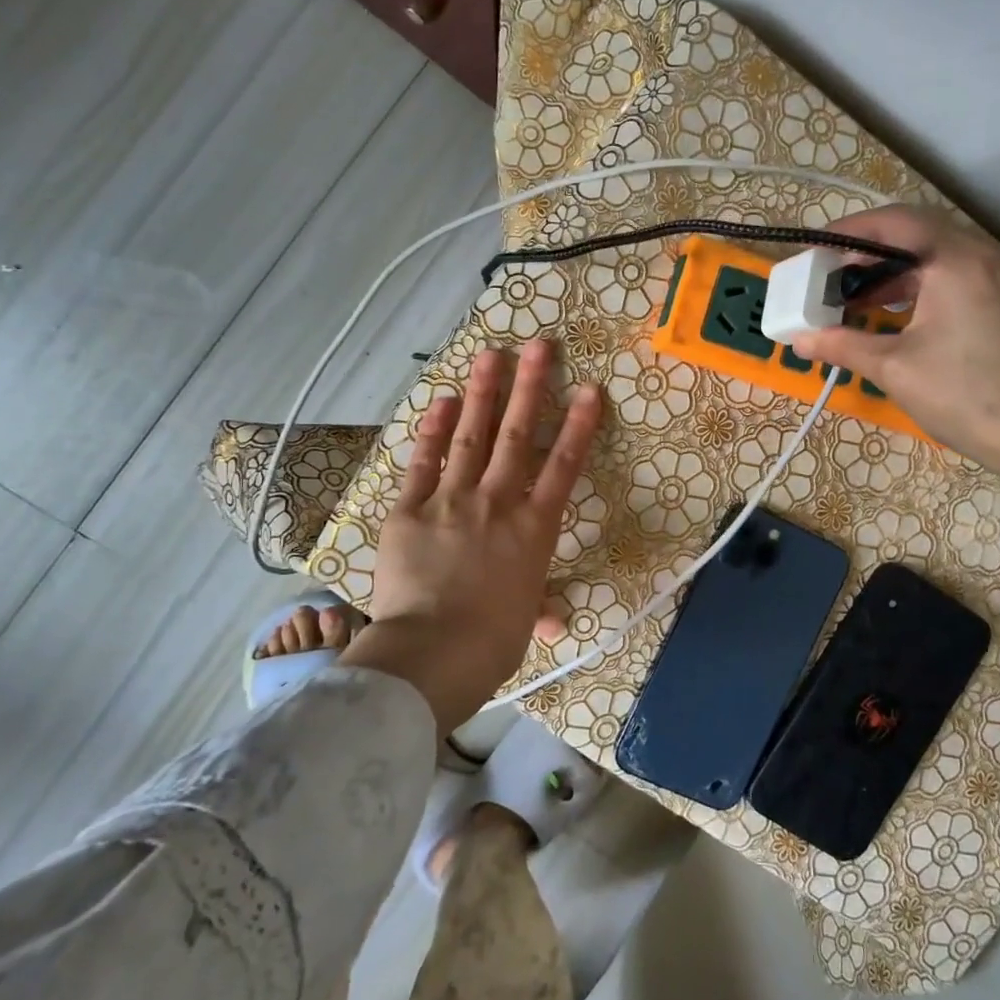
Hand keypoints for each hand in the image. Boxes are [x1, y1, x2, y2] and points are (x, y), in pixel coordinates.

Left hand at [343, 340, 601, 728]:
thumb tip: (550, 620)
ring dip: (483, 393)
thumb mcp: (523, 623)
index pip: (564, 467)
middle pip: (518, 436)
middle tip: (539, 346)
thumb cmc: (491, 643)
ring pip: (471, 437)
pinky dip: (432, 431)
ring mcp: (451, 500)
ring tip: (491, 354)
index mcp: (534, 529)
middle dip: (531, 387)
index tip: (589, 389)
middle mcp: (497, 502)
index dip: (579, 425)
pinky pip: (422, 463)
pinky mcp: (409, 510)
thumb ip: (536, 606)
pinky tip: (442, 401)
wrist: (432, 653)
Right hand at [791, 207, 999, 486]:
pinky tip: (910, 322)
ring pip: (945, 259)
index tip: (817, 250)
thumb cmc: (970, 397)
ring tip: (864, 305)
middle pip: (921, 236)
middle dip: (872, 255)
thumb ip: (844, 345)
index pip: (895, 222)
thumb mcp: (896, 370)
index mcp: (957, 261)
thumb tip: (800, 339)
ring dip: (900, 275)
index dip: (850, 231)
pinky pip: (966, 280)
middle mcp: (989, 256)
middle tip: (835, 280)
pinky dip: (929, 289)